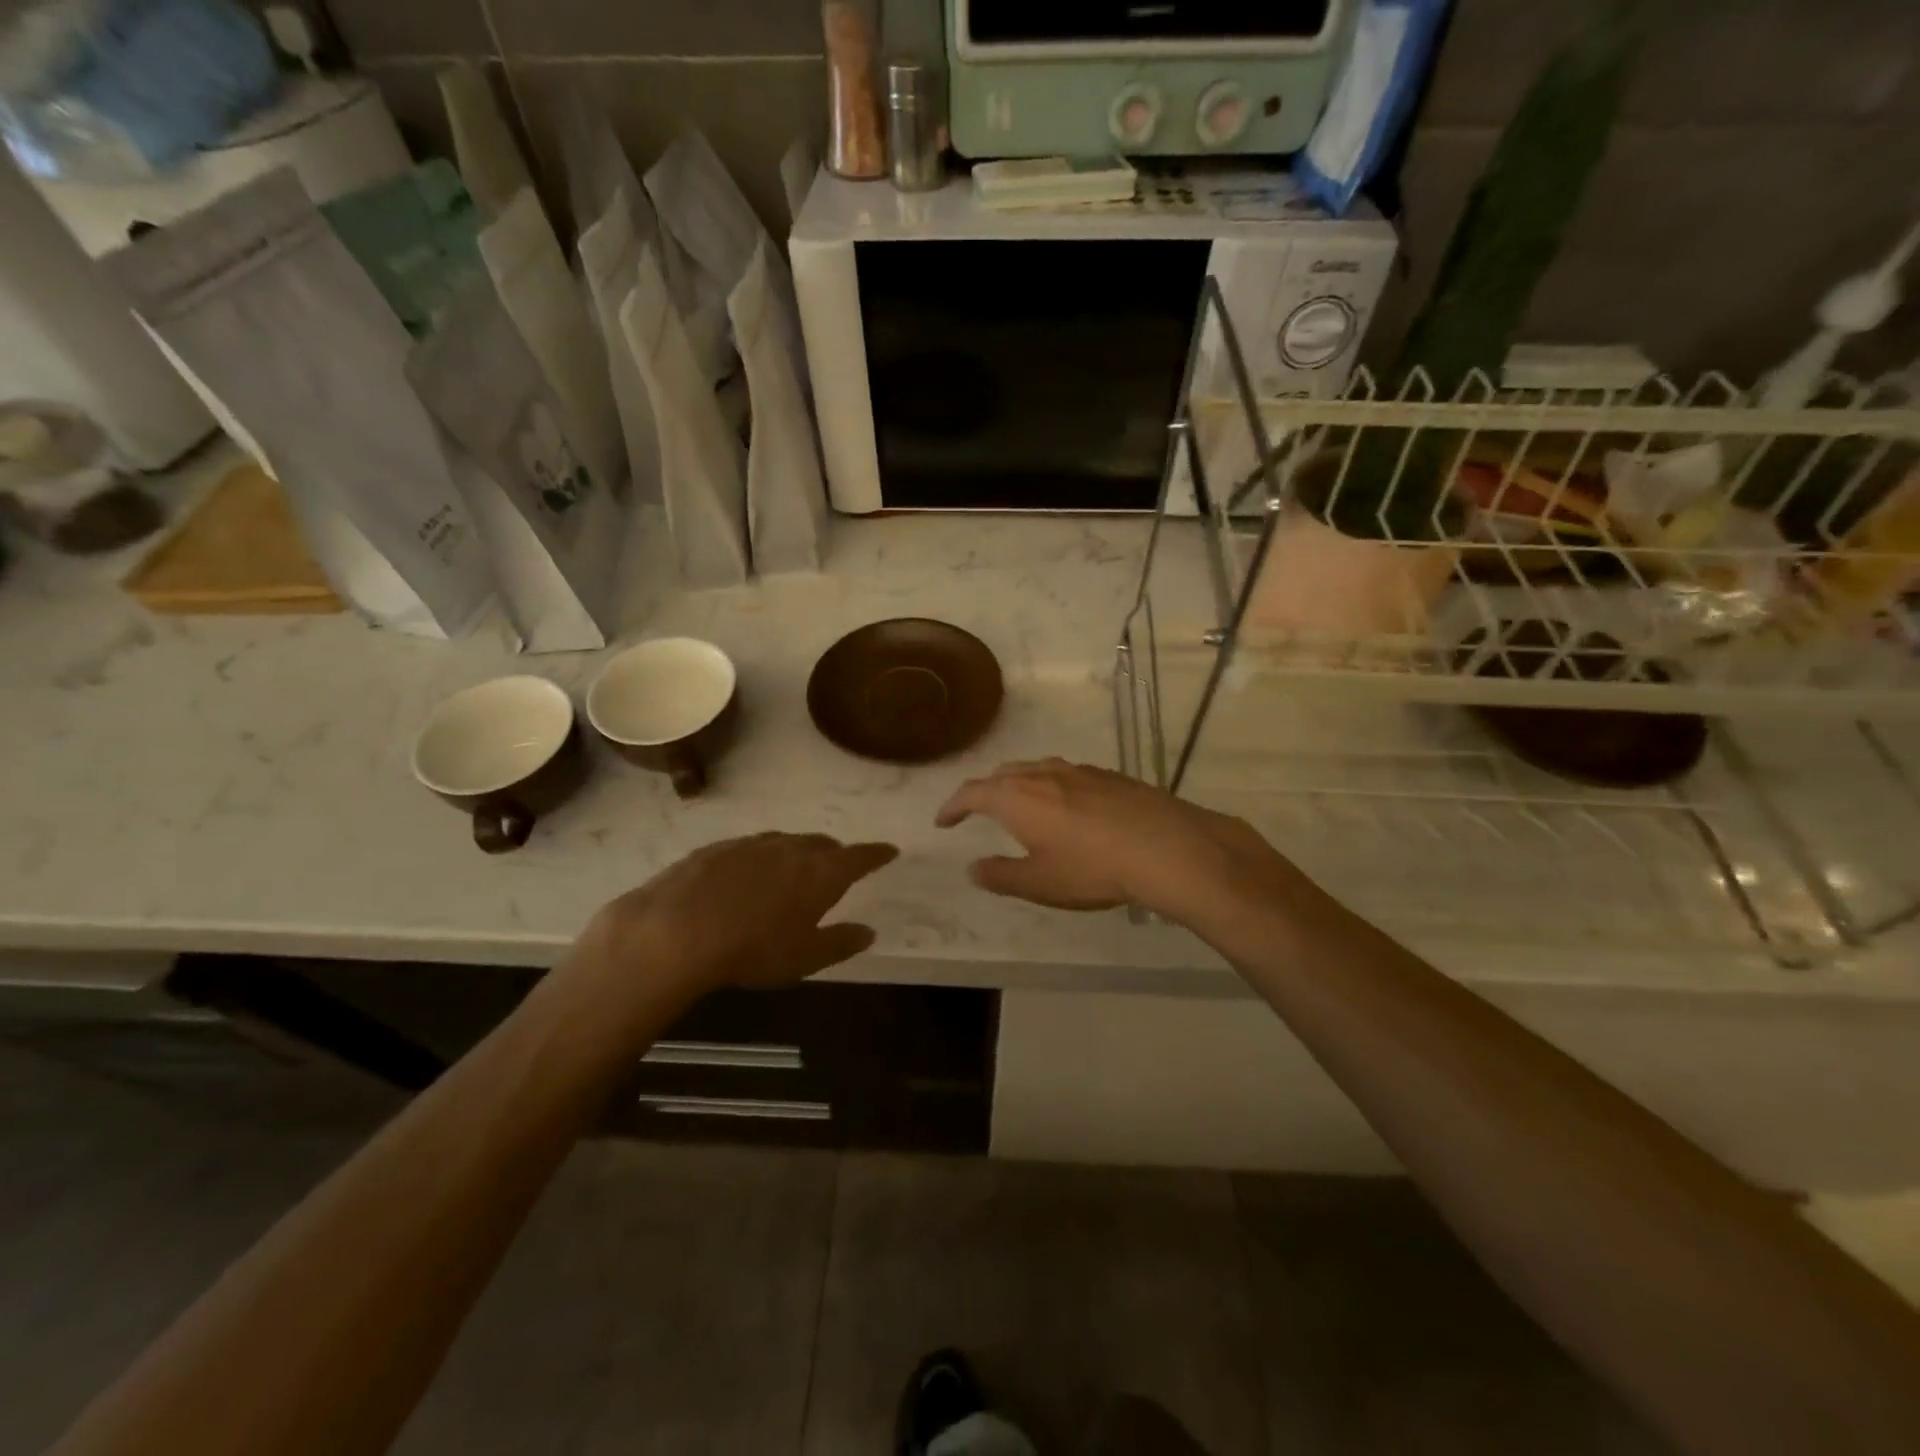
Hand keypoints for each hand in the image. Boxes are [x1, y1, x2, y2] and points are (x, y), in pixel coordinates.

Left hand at [574, 833, 898, 999]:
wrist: (676, 930)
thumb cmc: (753, 949)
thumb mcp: (805, 957)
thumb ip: (841, 942)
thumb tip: (868, 932)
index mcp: (821, 872)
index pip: (860, 857)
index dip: (877, 854)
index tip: (890, 851)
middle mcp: (791, 848)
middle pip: (822, 844)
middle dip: (835, 854)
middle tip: (837, 869)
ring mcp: (752, 843)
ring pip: (785, 842)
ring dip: (795, 854)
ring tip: (792, 872)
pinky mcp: (718, 848)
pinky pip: (751, 848)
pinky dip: (760, 859)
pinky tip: (747, 877)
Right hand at [935, 758, 1305, 926]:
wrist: (1165, 847)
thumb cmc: (1091, 869)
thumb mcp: (1038, 882)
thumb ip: (1001, 875)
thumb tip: (973, 868)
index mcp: (1016, 797)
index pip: (972, 793)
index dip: (953, 806)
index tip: (943, 821)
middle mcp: (1042, 774)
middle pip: (1002, 774)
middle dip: (984, 791)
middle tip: (977, 811)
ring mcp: (1078, 770)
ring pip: (1035, 769)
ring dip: (1018, 784)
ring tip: (1019, 804)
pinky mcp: (1108, 775)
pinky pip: (1065, 774)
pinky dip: (1050, 786)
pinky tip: (1067, 807)